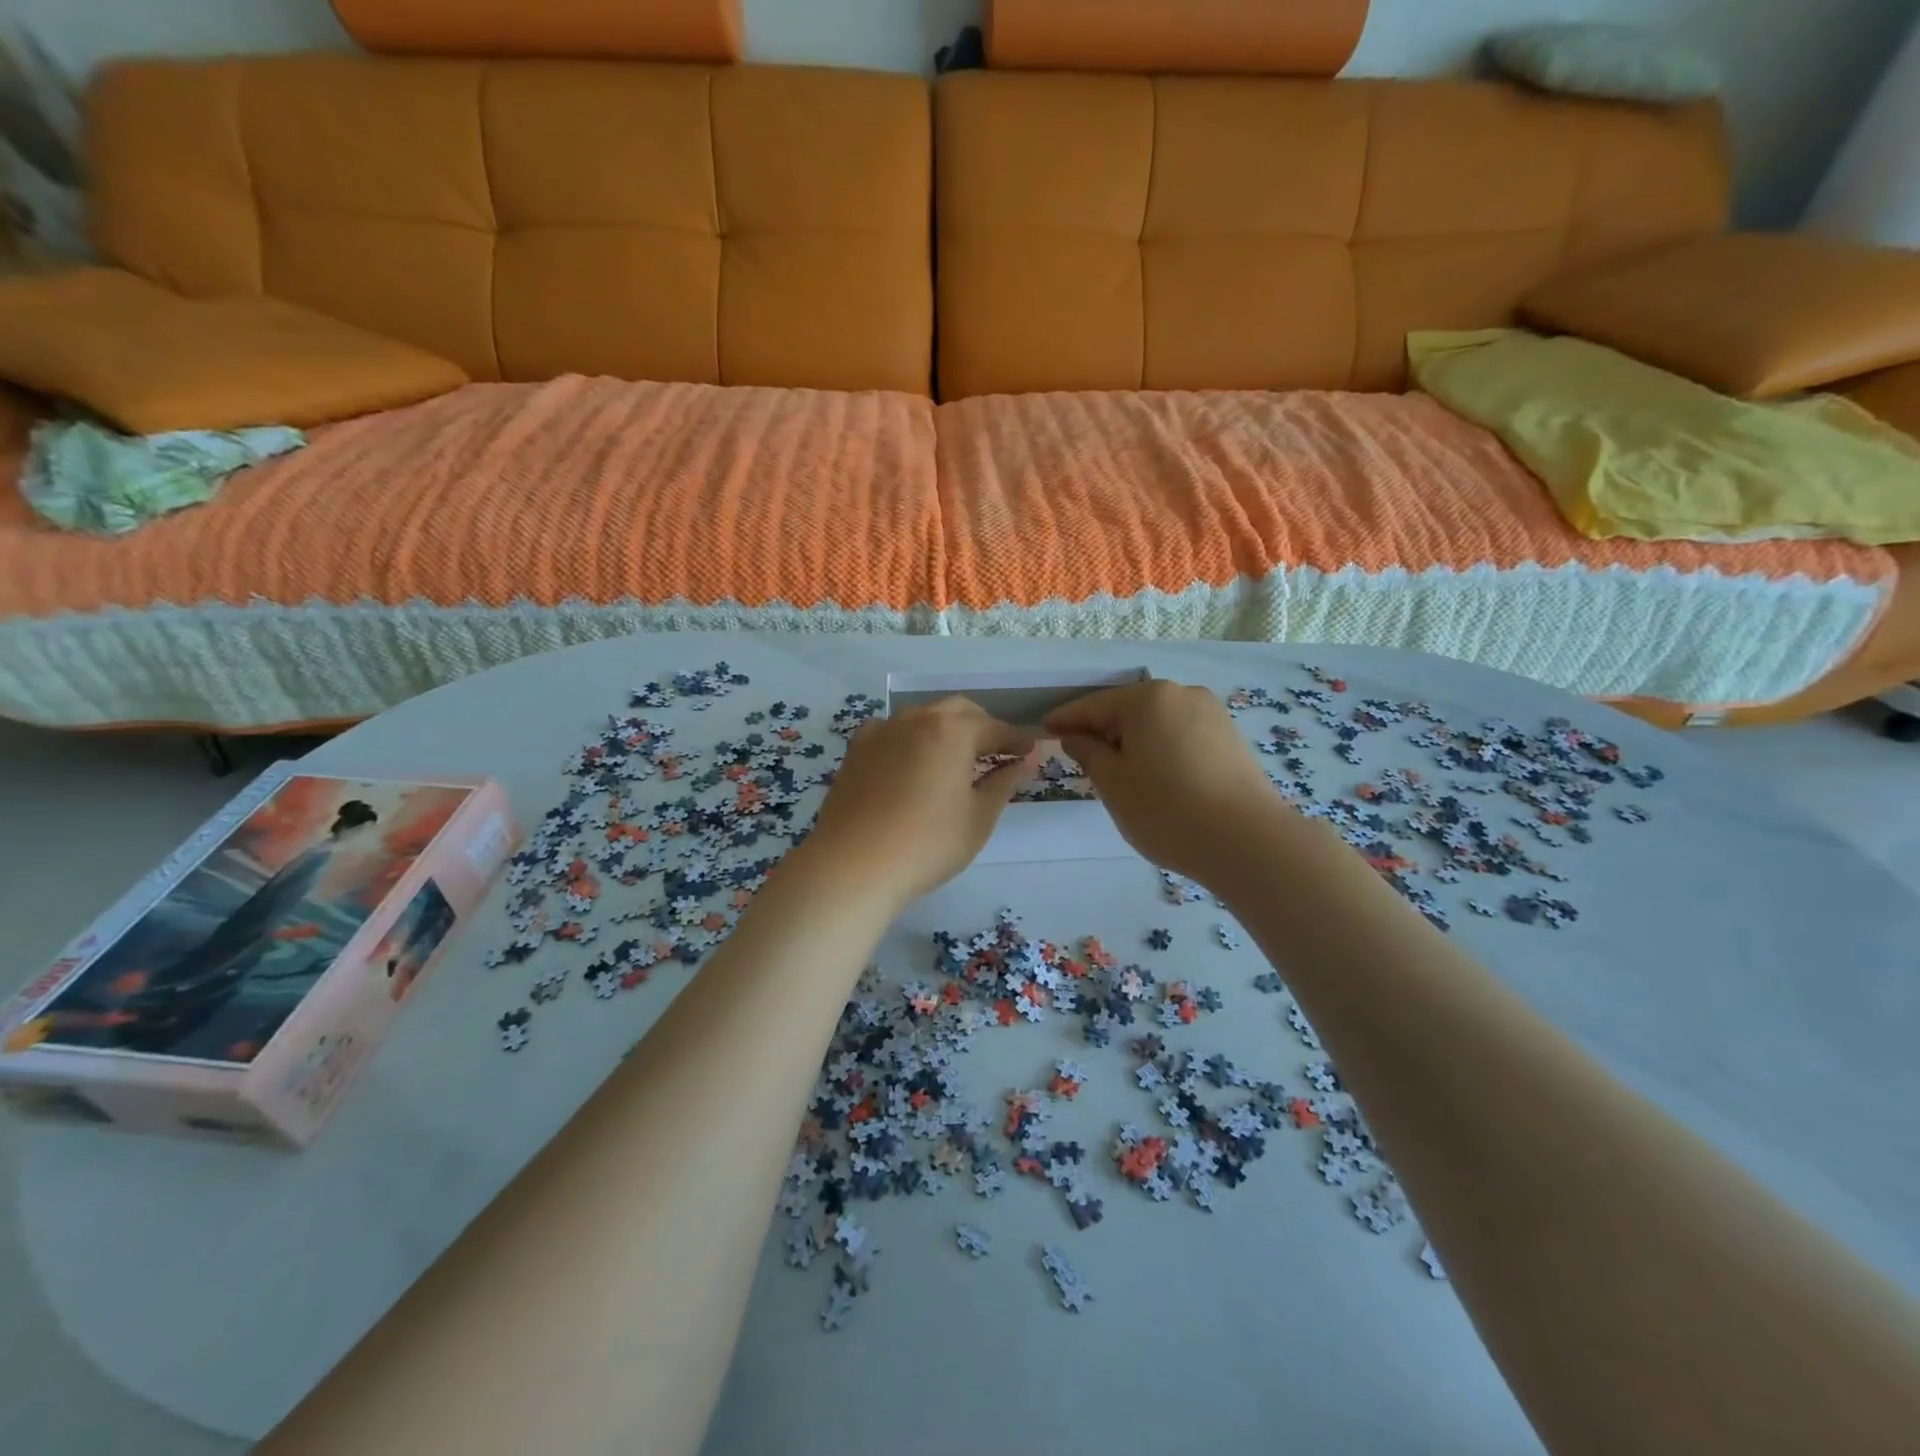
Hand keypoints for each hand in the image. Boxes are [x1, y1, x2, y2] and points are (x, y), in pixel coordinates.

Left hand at [803, 697, 1035, 909]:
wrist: (853, 865)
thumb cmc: (928, 844)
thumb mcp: (978, 817)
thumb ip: (1004, 782)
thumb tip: (1026, 760)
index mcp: (952, 730)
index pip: (995, 728)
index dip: (1016, 740)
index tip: (1031, 752)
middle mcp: (916, 718)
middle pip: (958, 711)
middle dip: (981, 727)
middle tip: (996, 754)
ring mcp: (882, 731)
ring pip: (923, 716)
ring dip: (945, 729)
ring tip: (955, 759)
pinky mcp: (856, 749)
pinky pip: (892, 731)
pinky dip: (911, 739)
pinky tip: (912, 763)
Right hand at [1044, 679, 1288, 887]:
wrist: (1248, 841)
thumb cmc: (1166, 809)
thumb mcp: (1113, 784)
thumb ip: (1089, 753)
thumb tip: (1077, 737)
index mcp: (1147, 698)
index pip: (1094, 706)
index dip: (1066, 719)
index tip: (1045, 729)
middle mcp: (1181, 694)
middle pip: (1128, 709)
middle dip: (1103, 730)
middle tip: (1080, 756)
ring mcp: (1211, 714)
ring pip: (1157, 722)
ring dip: (1133, 740)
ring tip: (1118, 771)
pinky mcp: (1230, 737)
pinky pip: (1181, 735)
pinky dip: (1160, 748)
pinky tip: (1155, 775)